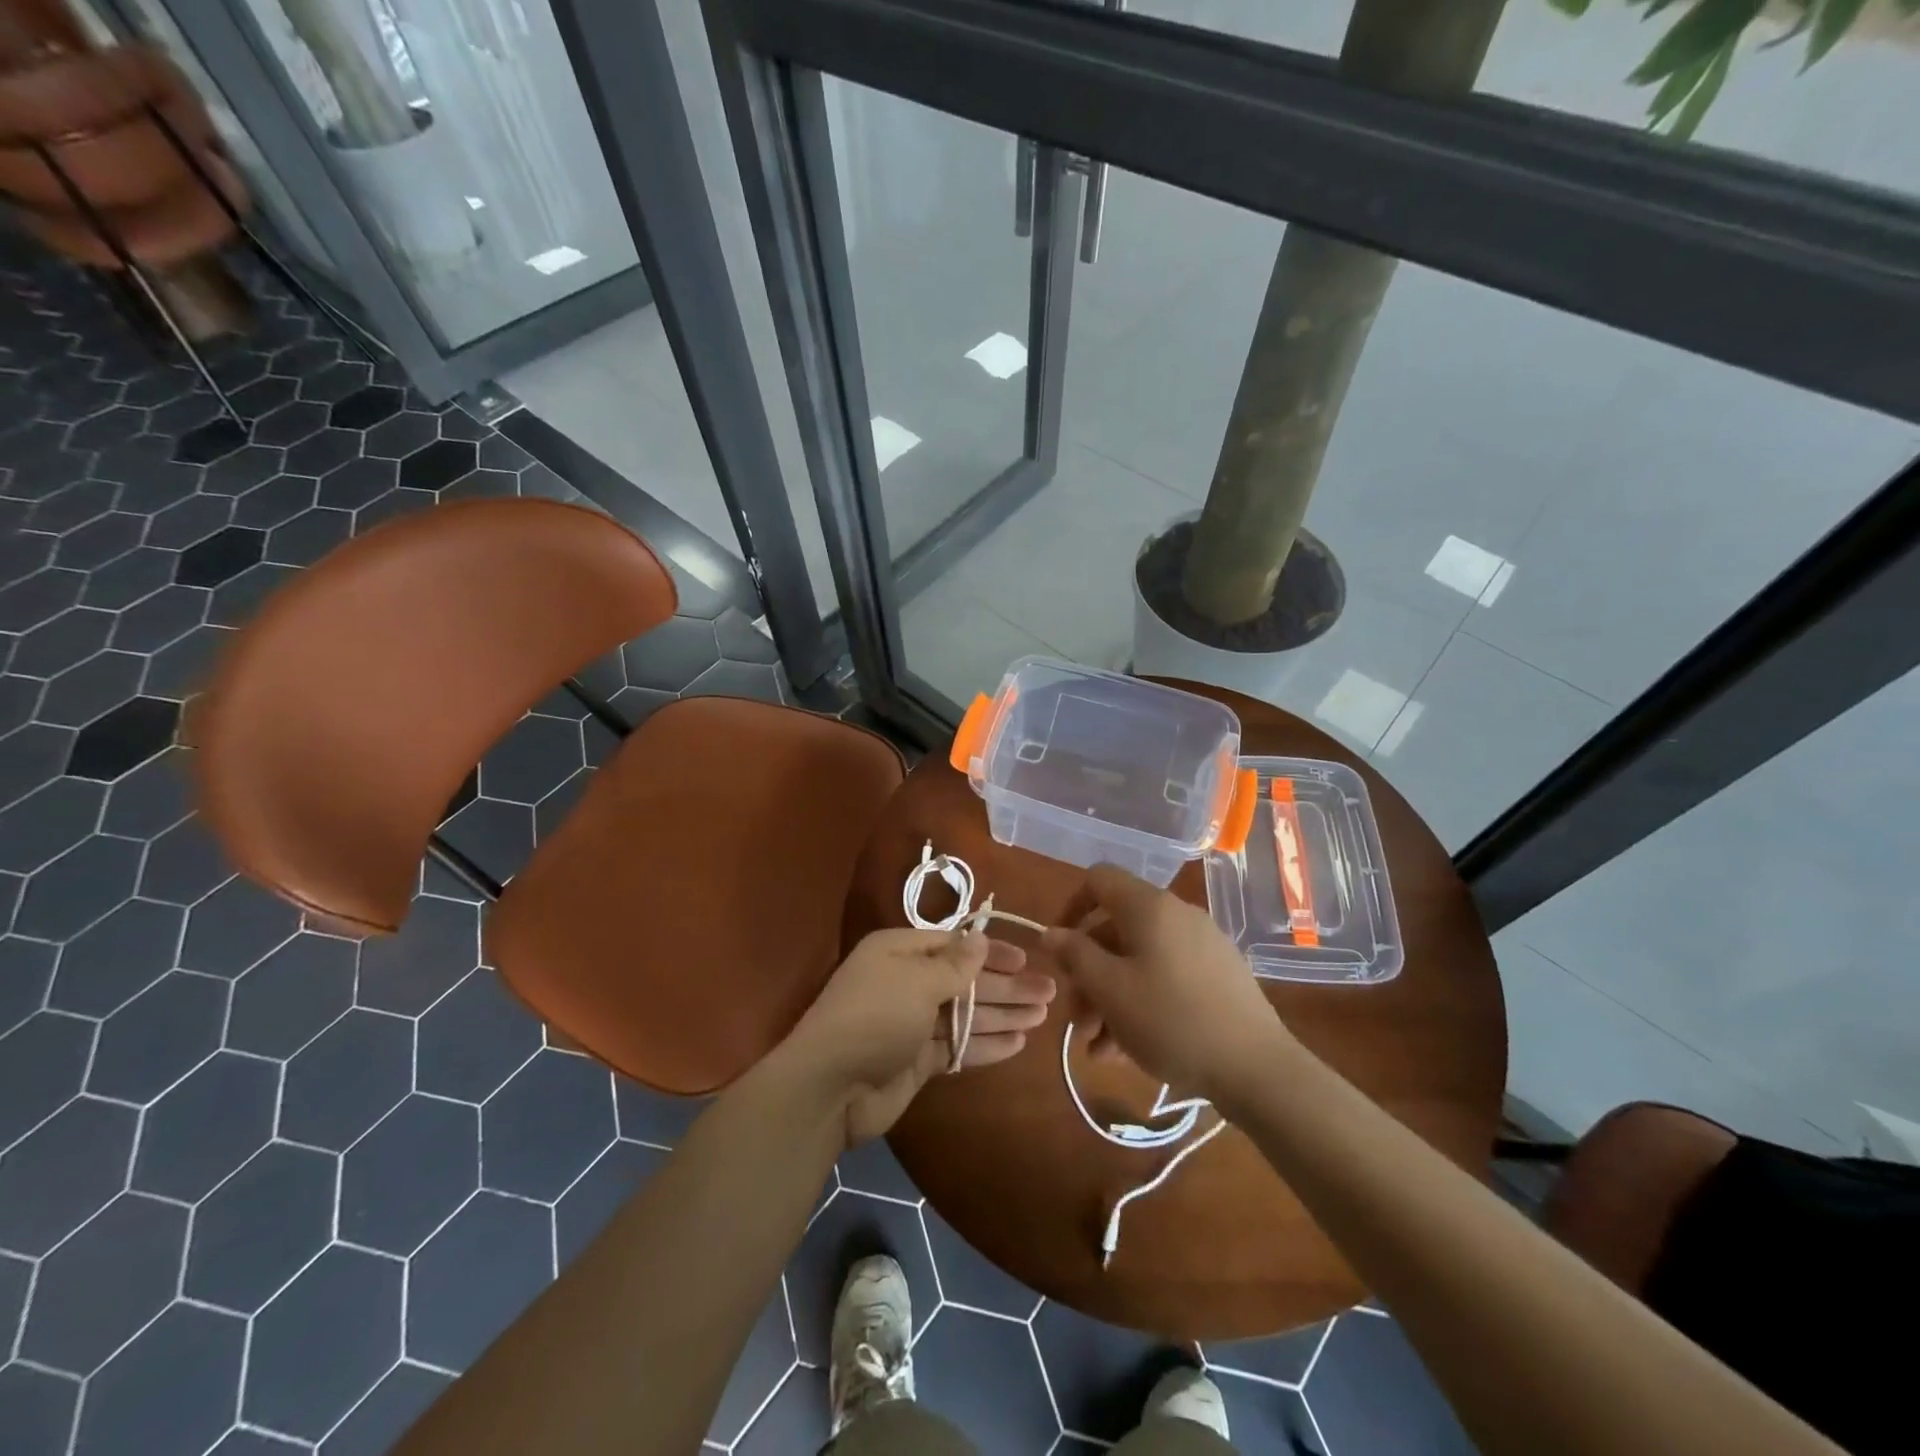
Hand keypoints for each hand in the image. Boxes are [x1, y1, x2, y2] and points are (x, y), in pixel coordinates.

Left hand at [779, 928, 1044, 1144]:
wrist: (829, 1088)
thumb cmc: (875, 1017)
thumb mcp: (916, 982)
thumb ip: (955, 964)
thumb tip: (980, 938)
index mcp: (899, 953)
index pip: (953, 945)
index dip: (989, 951)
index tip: (1025, 959)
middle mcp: (906, 983)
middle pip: (964, 981)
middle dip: (1006, 986)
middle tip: (1049, 992)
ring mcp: (911, 1024)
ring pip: (965, 1014)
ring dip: (1003, 1014)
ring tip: (1042, 1015)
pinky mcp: (917, 1060)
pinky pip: (957, 1046)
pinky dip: (985, 1044)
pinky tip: (1018, 1043)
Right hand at [1042, 865, 1292, 1107]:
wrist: (1258, 1068)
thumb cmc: (1171, 1021)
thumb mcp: (1110, 990)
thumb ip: (1075, 955)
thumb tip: (1052, 933)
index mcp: (1149, 907)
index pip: (1098, 879)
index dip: (1070, 908)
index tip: (1059, 951)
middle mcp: (1176, 915)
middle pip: (1115, 929)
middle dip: (1087, 973)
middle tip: (1076, 1021)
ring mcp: (1201, 945)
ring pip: (1138, 960)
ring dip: (1109, 998)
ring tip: (1097, 1049)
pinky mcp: (1217, 976)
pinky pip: (1164, 977)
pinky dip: (1139, 1003)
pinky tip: (1126, 1050)